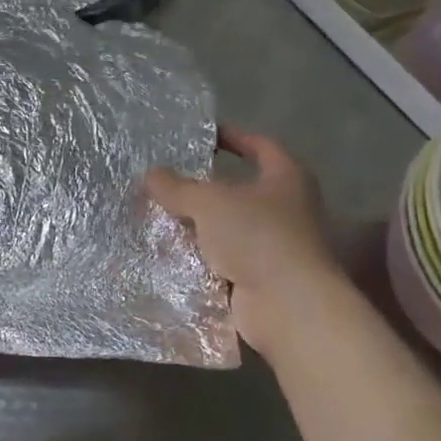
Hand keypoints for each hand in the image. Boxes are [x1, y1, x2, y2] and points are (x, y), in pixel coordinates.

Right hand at [146, 128, 342, 354]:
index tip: (202, 134)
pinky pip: (224, 258)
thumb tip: (151, 175)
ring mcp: (275, 245)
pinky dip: (201, 255)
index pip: (260, 145)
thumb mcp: (208, 202)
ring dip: (199, 224)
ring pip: (228, 226)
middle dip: (205, 186)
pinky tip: (170, 251)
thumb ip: (177, 186)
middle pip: (240, 189)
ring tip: (160, 215)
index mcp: (286, 178)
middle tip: (168, 180)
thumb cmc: (257, 237)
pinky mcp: (261, 276)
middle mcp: (287, 208)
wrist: (288, 306)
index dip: (233, 136)